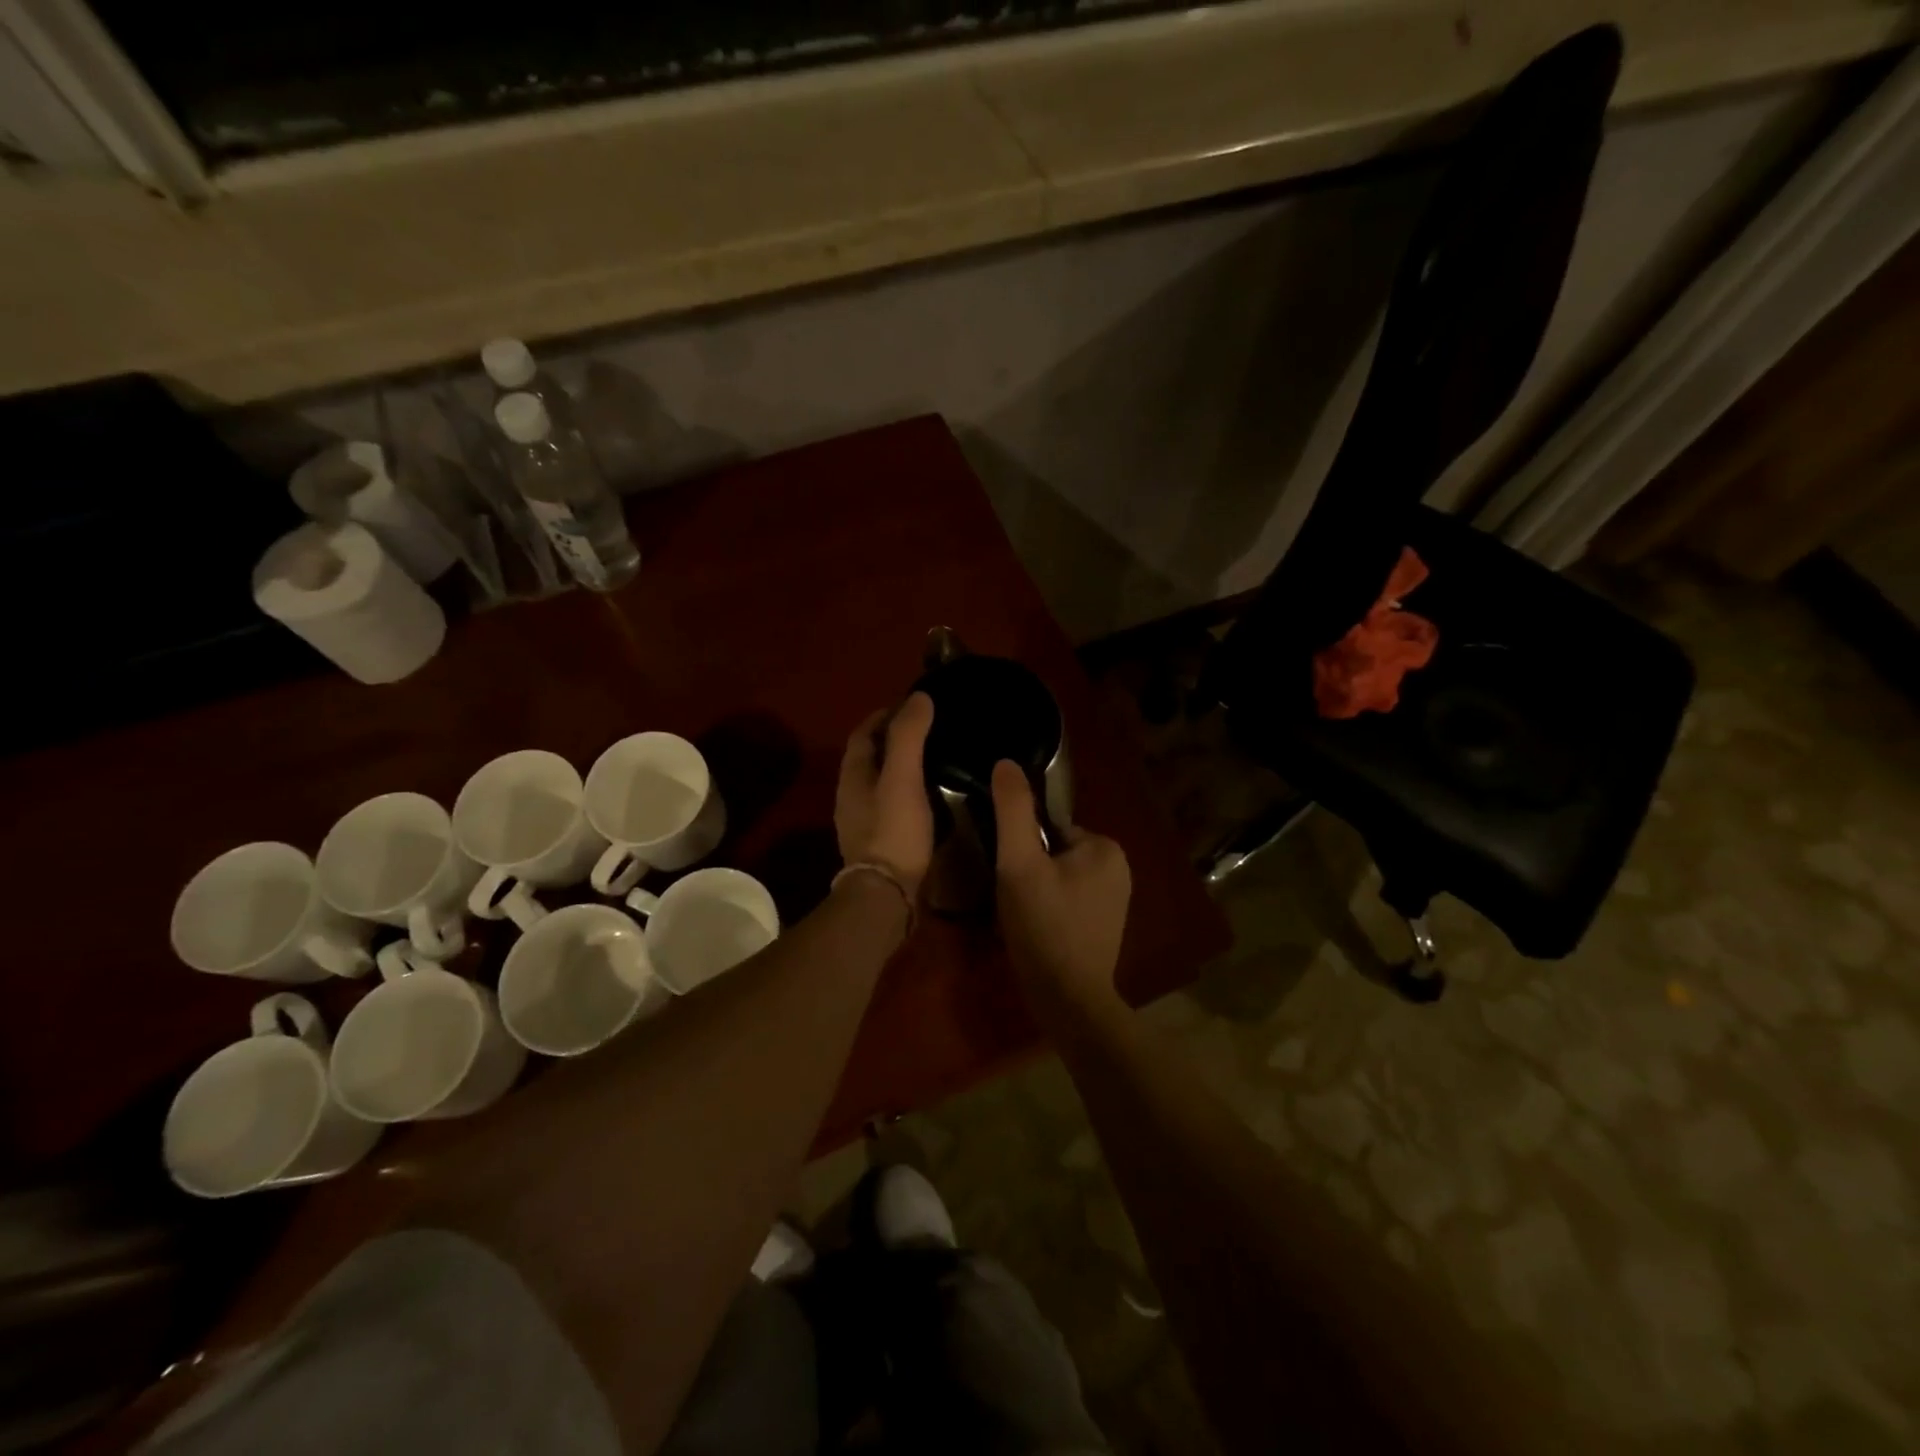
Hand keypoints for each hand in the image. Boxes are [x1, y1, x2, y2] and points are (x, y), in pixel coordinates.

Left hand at [835, 693, 935, 898]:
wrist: (886, 895)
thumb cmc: (894, 832)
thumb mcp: (903, 778)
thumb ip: (908, 736)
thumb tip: (918, 697)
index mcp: (852, 776)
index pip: (863, 733)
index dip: (884, 715)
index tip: (912, 704)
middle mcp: (851, 796)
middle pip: (870, 757)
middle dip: (894, 739)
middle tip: (929, 730)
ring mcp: (862, 822)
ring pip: (881, 783)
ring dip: (902, 767)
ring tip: (934, 760)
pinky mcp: (878, 843)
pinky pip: (892, 806)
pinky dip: (908, 793)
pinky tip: (931, 799)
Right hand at [990, 759, 1130, 1012]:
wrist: (1069, 1001)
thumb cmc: (1044, 926)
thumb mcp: (1020, 863)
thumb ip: (1013, 811)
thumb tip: (1006, 762)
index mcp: (1105, 846)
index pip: (1049, 828)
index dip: (1022, 848)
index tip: (1008, 873)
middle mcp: (1119, 867)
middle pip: (1053, 852)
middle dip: (1029, 869)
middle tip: (1011, 896)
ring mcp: (1115, 900)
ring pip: (1058, 878)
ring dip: (1035, 890)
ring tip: (1020, 916)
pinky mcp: (1105, 927)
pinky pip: (1067, 901)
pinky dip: (1049, 910)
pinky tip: (1035, 931)